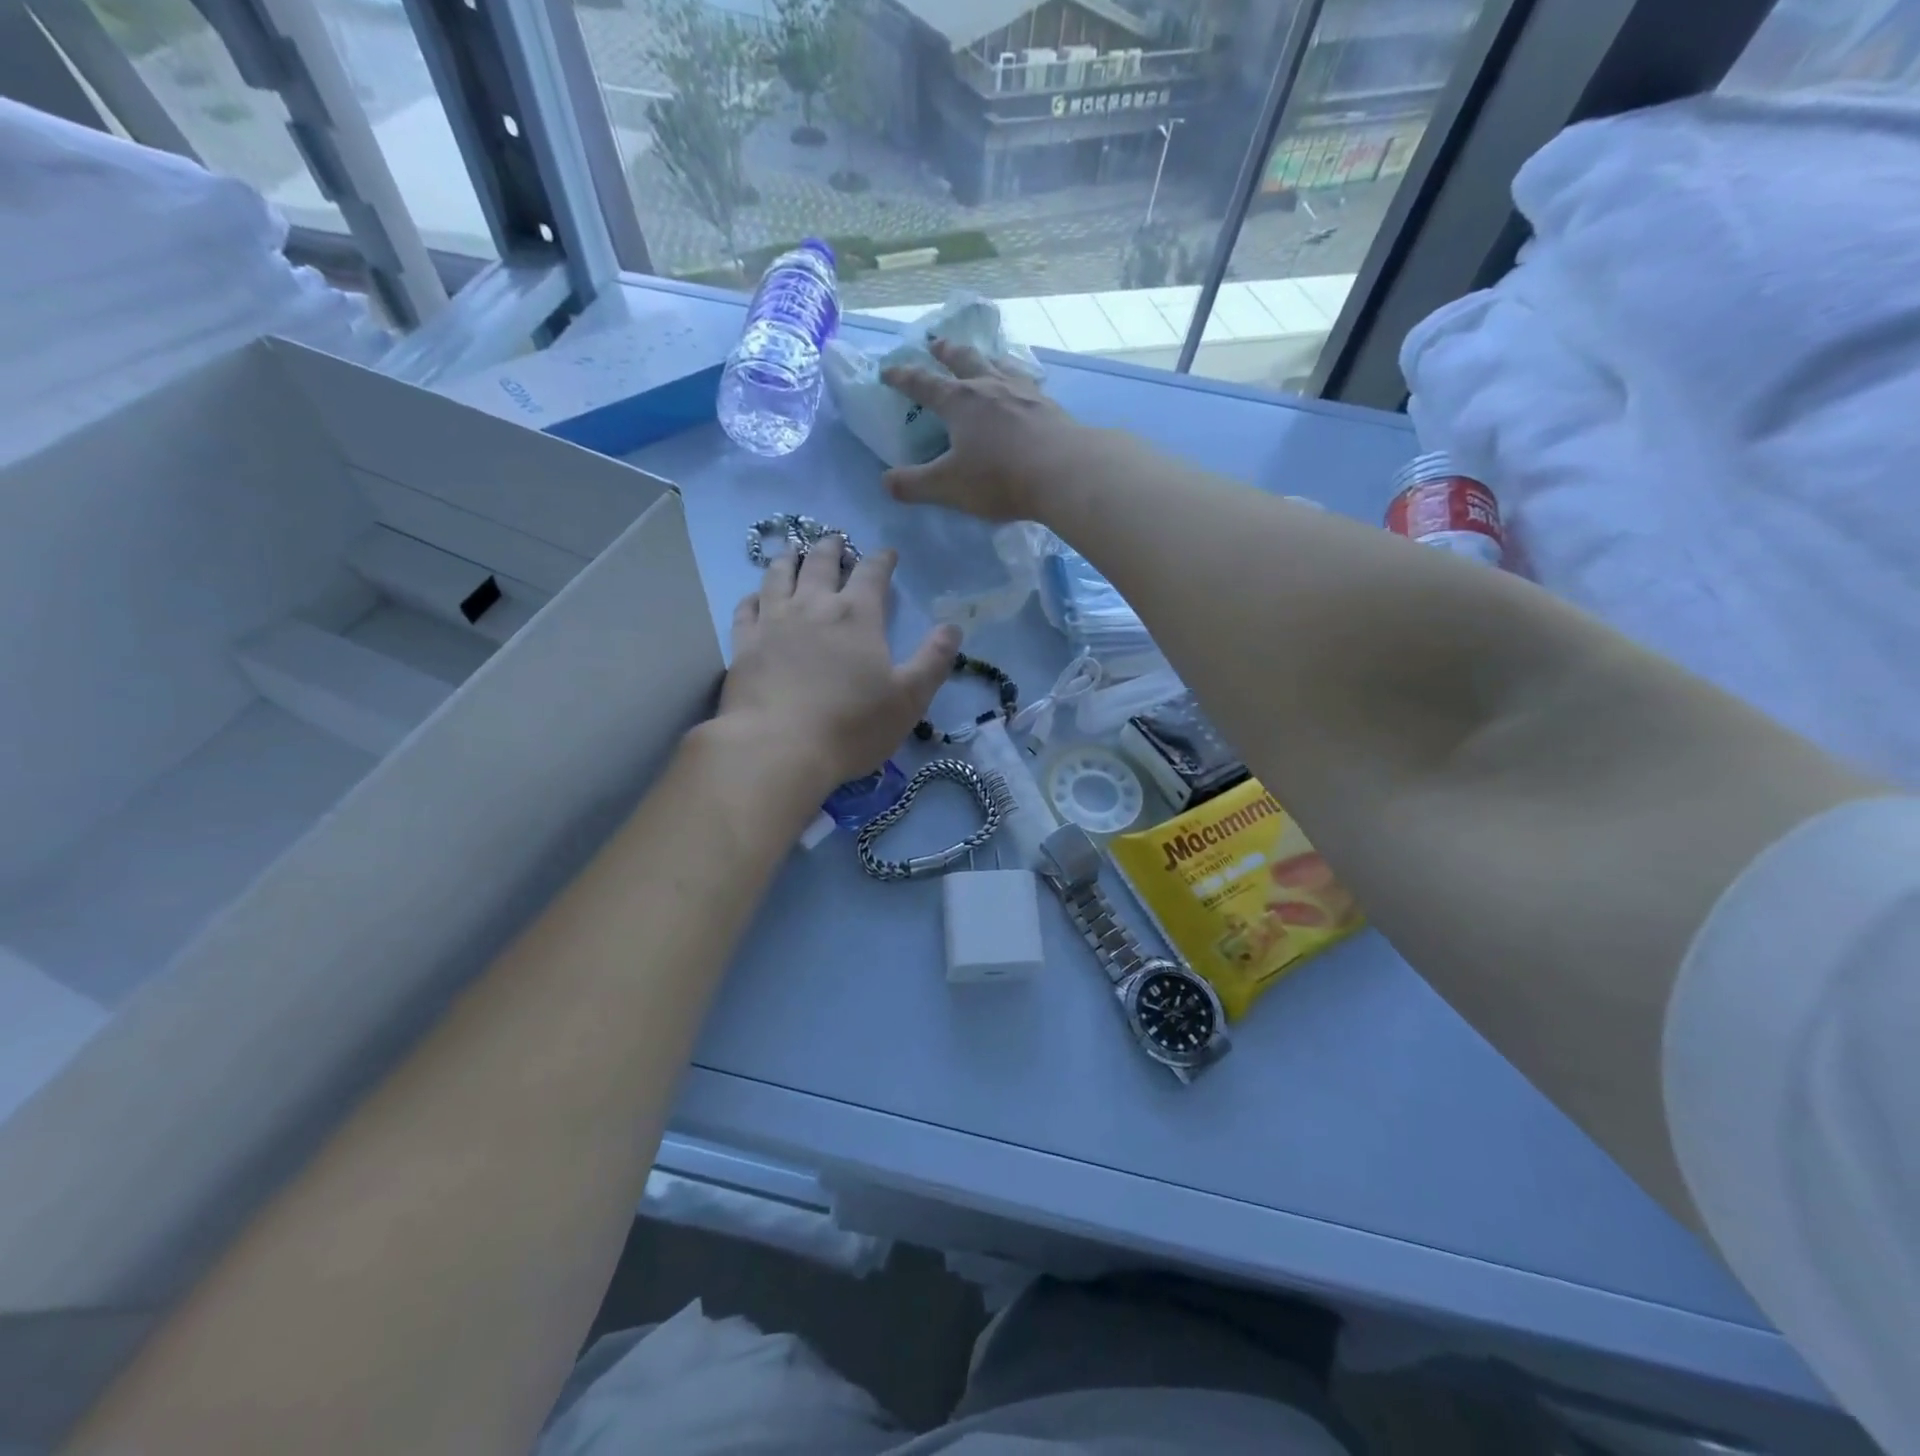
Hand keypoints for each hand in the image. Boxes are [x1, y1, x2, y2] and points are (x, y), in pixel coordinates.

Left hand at [717, 538, 958, 795]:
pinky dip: (753, 596)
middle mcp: (813, 606)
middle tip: (836, 540)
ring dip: (789, 559)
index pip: (872, 573)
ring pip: (778, 575)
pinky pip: (746, 608)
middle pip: (821, 562)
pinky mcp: (743, 644)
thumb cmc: (851, 726)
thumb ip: (933, 660)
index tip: (887, 554)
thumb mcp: (908, 699)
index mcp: (857, 616)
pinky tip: (755, 597)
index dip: (882, 559)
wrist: (778, 748)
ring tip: (794, 551)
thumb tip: (953, 627)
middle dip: (832, 548)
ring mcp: (773, 622)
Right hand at [880, 338, 1082, 521]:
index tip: (887, 371)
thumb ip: (914, 485)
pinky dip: (1018, 378)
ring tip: (984, 357)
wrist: (1063, 472)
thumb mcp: (948, 487)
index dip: (902, 377)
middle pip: (964, 359)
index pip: (923, 383)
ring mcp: (1023, 392)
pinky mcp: (1049, 405)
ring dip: (986, 357)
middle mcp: (989, 386)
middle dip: (946, 351)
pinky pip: (1028, 382)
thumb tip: (886, 482)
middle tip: (936, 342)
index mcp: (959, 401)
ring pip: (999, 364)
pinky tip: (1025, 386)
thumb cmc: (999, 478)